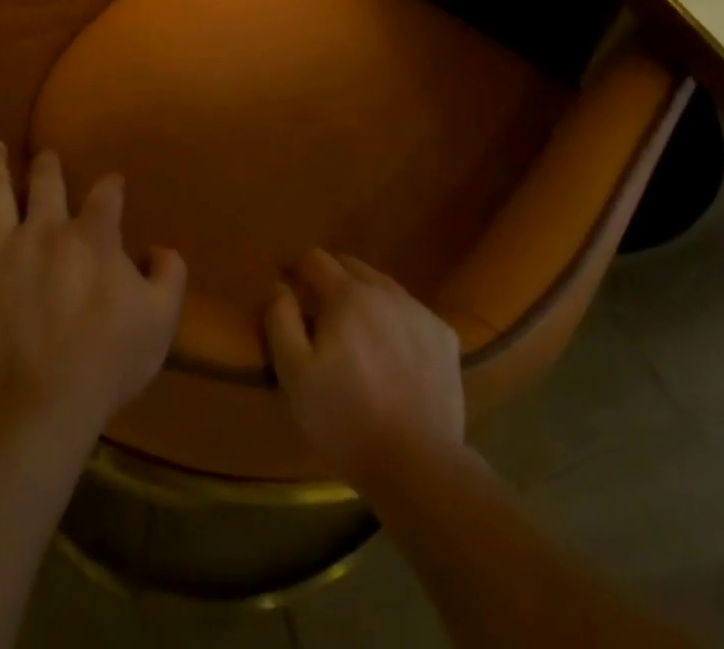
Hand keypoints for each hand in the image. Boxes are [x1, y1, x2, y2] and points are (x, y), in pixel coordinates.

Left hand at [0, 142, 185, 437]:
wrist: (36, 409)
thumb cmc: (105, 363)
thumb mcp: (161, 319)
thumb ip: (169, 274)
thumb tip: (160, 249)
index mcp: (93, 236)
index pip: (107, 194)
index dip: (112, 186)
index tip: (113, 186)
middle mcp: (45, 229)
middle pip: (47, 182)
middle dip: (49, 164)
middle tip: (47, 154)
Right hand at [263, 248, 465, 485]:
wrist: (417, 464)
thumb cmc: (345, 420)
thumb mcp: (295, 374)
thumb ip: (281, 320)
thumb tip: (279, 286)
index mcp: (347, 295)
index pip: (316, 259)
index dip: (296, 267)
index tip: (286, 283)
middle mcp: (386, 291)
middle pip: (351, 266)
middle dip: (330, 278)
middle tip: (319, 310)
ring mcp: (420, 312)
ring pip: (383, 287)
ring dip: (364, 297)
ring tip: (356, 331)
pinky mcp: (444, 336)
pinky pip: (411, 313)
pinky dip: (395, 321)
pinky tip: (392, 352)